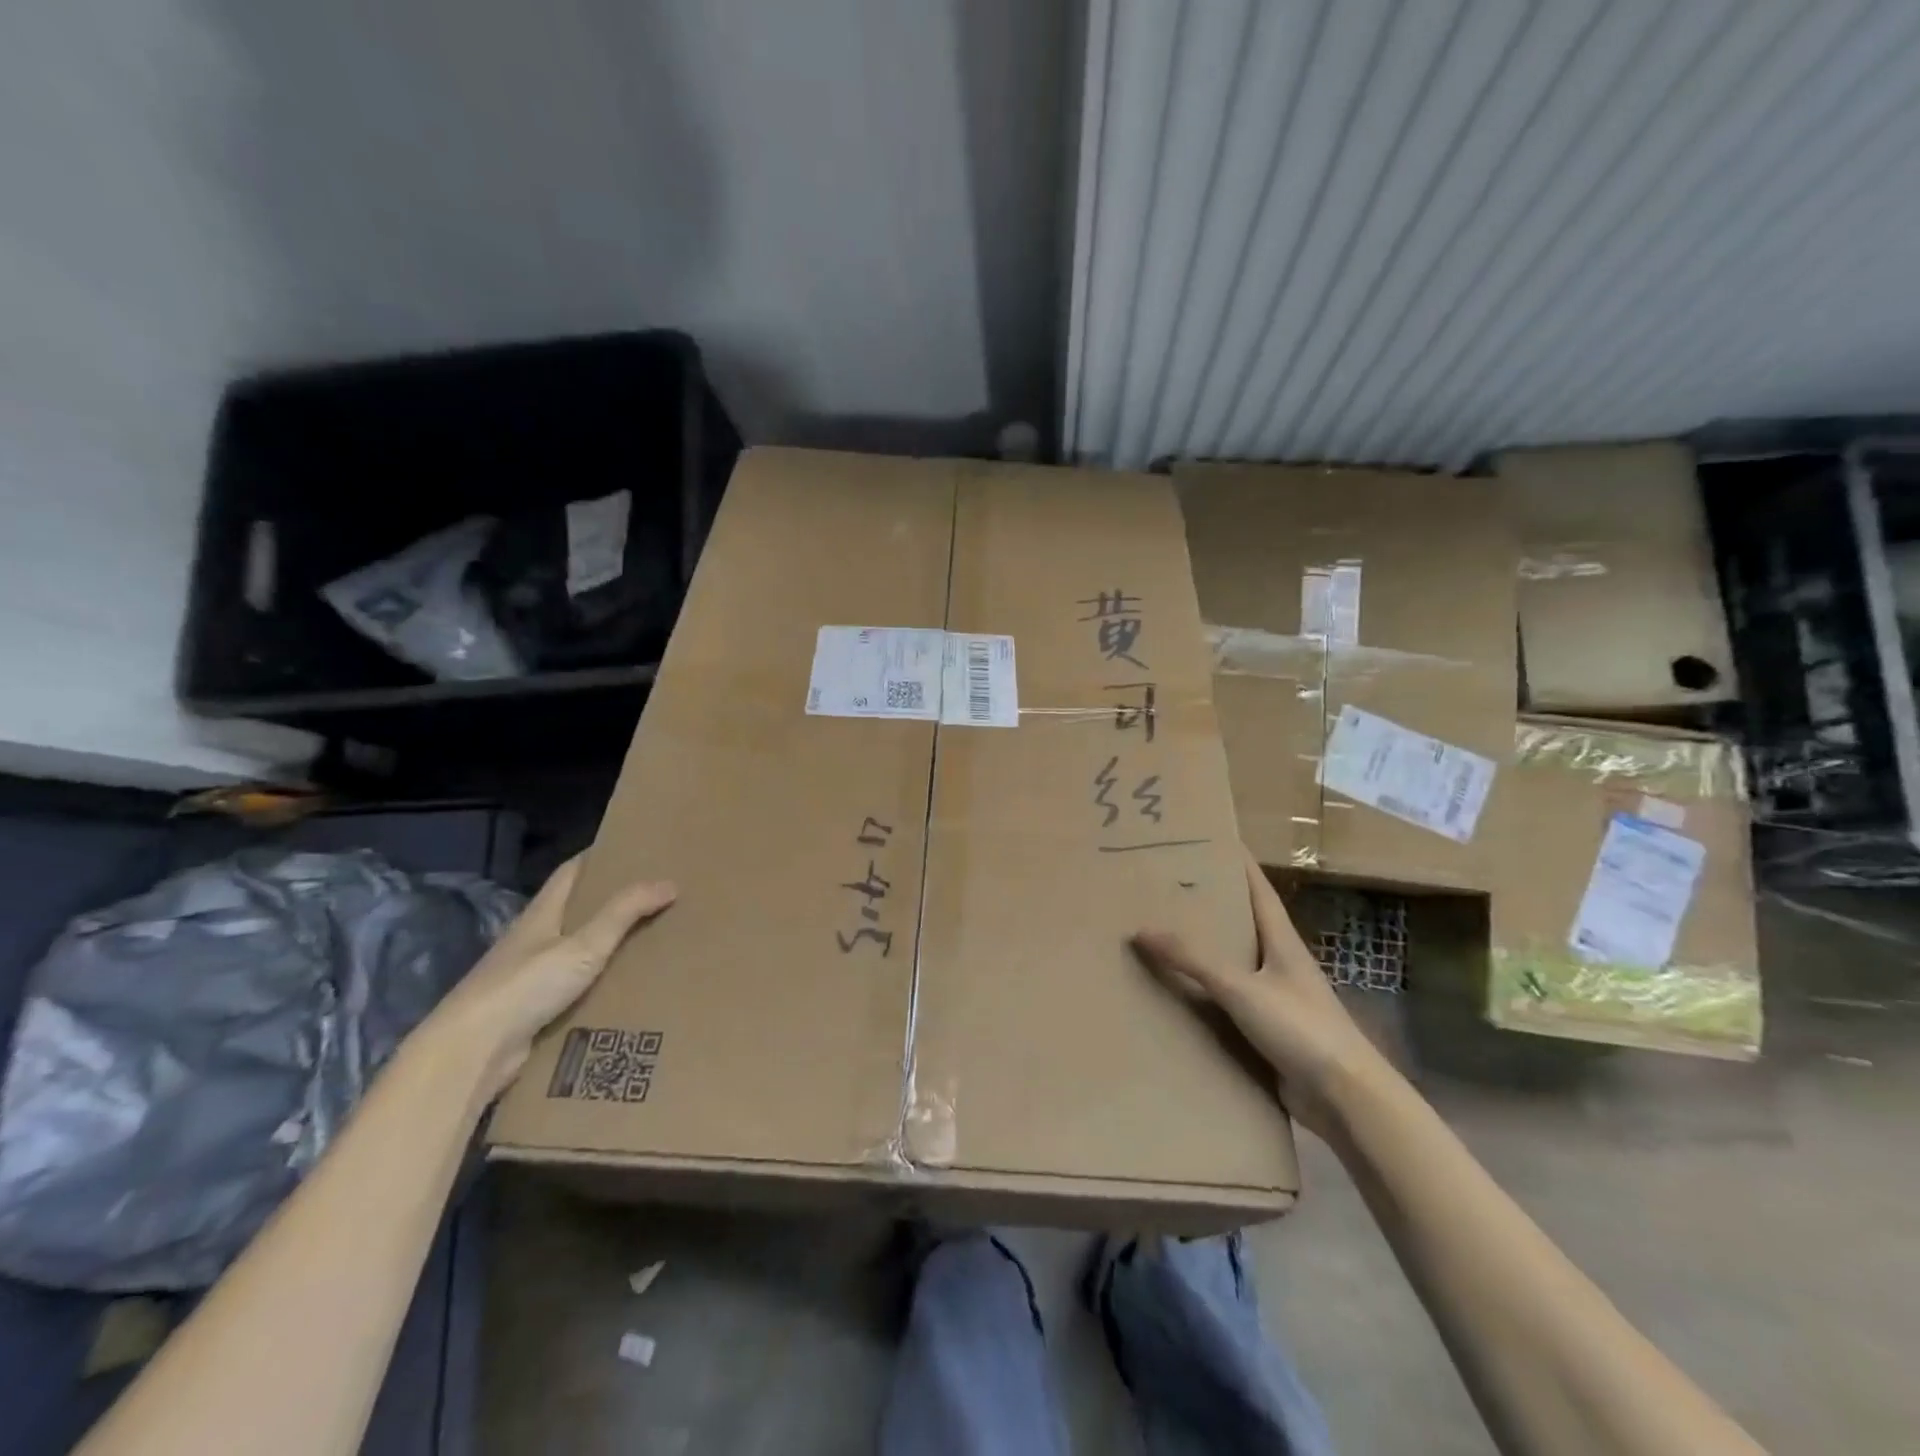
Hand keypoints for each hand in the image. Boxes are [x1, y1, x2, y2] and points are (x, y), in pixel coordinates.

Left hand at [431, 856, 676, 1096]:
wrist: (471, 1054)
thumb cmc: (524, 987)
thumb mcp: (583, 946)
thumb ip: (625, 913)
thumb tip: (669, 882)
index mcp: (541, 914)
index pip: (571, 871)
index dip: (599, 856)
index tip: (634, 849)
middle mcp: (533, 939)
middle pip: (576, 909)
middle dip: (612, 900)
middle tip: (655, 894)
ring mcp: (529, 975)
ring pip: (576, 948)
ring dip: (608, 942)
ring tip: (652, 937)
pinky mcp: (533, 1009)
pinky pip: (575, 985)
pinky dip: (599, 980)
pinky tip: (625, 985)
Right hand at [1131, 848, 1384, 1136]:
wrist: (1344, 1097)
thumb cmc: (1300, 1027)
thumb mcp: (1241, 987)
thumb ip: (1192, 960)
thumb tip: (1141, 929)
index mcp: (1281, 941)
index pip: (1257, 888)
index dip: (1236, 862)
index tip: (1210, 838)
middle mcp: (1278, 962)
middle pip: (1242, 922)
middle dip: (1209, 904)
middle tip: (1168, 885)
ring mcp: (1274, 997)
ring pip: (1232, 963)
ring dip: (1203, 951)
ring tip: (1162, 933)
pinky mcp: (1266, 1030)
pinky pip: (1227, 1002)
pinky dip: (1203, 994)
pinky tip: (1174, 994)